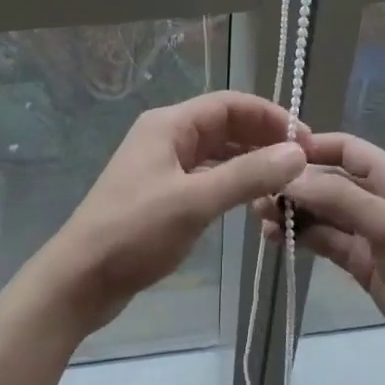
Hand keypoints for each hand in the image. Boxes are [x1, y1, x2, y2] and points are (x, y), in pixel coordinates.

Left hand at [42, 91, 308, 334]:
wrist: (79, 280)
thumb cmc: (133, 233)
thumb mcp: (194, 202)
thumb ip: (247, 175)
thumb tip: (297, 153)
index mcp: (169, 125)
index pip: (229, 104)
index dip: (270, 116)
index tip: (305, 139)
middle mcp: (166, 137)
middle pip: (225, 126)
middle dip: (263, 139)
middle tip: (302, 163)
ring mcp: (163, 166)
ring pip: (217, 153)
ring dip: (250, 163)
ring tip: (286, 183)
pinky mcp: (163, 194)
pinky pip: (207, 177)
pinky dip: (233, 183)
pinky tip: (255, 201)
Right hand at [258, 132, 384, 377]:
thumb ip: (337, 198)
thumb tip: (289, 177)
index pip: (344, 148)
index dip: (310, 146)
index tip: (271, 153)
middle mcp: (375, 195)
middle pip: (327, 180)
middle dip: (294, 184)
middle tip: (256, 194)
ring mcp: (366, 229)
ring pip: (321, 211)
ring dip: (292, 211)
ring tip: (259, 218)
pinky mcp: (358, 259)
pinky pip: (324, 239)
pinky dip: (301, 236)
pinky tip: (275, 238)